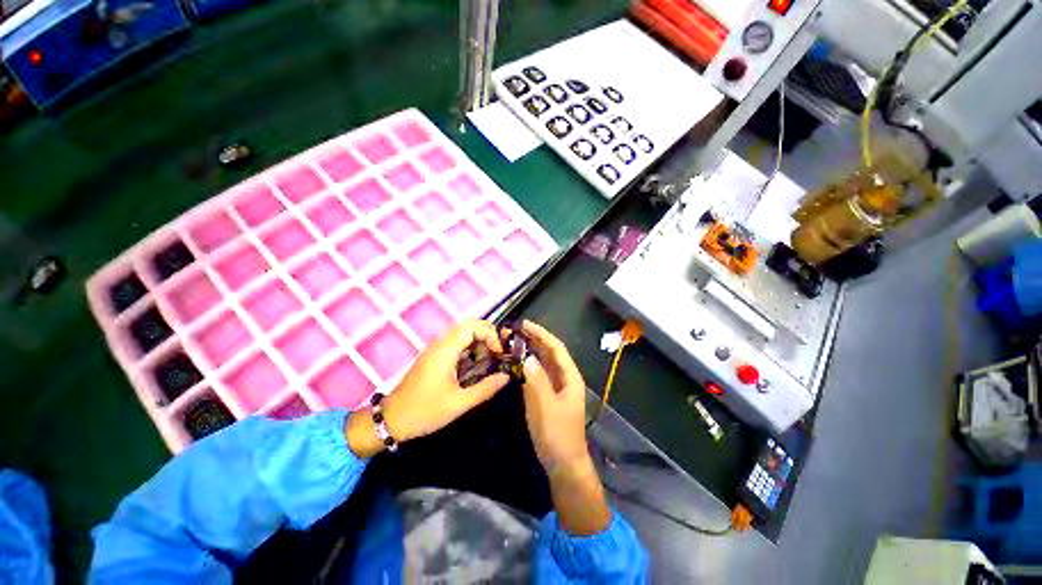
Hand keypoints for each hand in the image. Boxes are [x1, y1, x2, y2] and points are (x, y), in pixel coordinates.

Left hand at [346, 320, 509, 457]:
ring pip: (461, 332)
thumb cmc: (425, 411)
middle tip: (497, 351)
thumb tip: (506, 376)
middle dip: (487, 333)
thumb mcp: (459, 403)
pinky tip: (474, 363)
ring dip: (478, 339)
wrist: (391, 419)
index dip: (490, 335)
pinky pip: (455, 341)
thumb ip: (485, 389)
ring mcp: (435, 349)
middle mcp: (440, 344)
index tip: (499, 353)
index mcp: (446, 350)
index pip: (472, 327)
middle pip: (468, 324)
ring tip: (489, 357)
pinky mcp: (433, 356)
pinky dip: (469, 345)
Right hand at [520, 320, 610, 534]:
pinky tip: (519, 364)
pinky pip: (540, 374)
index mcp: (570, 377)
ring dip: (532, 351)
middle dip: (536, 340)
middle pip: (551, 353)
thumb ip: (537, 381)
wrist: (564, 464)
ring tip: (516, 342)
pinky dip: (530, 365)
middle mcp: (565, 378)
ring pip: (545, 363)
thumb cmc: (557, 435)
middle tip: (516, 331)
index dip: (541, 334)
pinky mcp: (550, 396)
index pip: (556, 348)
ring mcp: (558, 388)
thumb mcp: (546, 407)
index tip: (525, 324)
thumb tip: (527, 357)